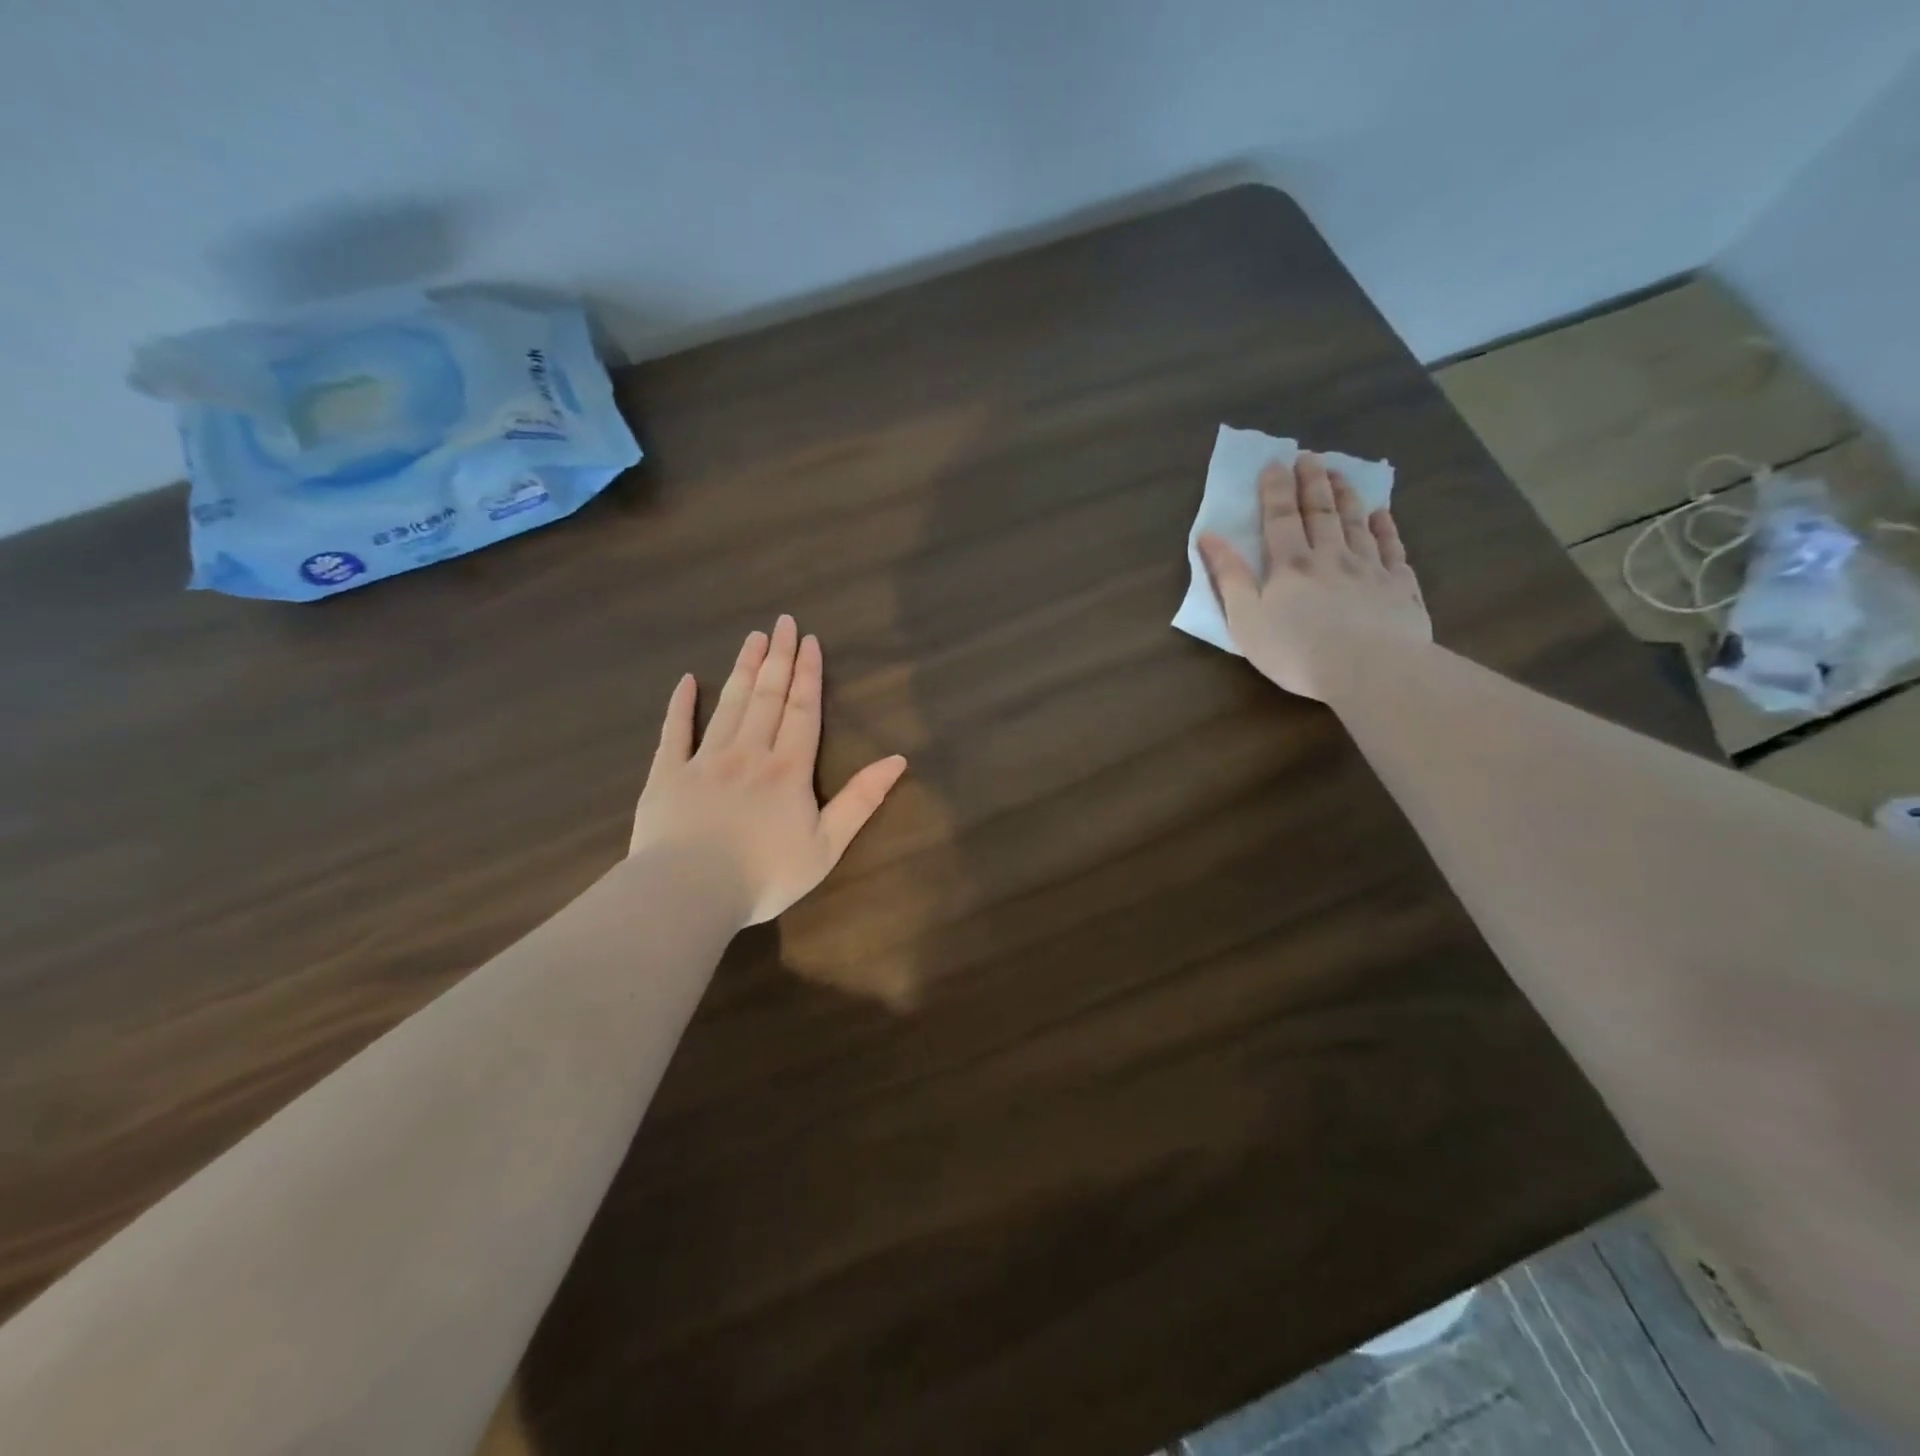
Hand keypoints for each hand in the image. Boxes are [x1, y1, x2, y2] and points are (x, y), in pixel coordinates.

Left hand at [630, 616, 907, 925]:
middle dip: (778, 657)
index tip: (809, 641)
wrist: (690, 891)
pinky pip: (676, 731)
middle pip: (767, 696)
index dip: (807, 674)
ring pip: (730, 704)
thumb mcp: (827, 846)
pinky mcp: (667, 774)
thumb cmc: (765, 874)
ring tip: (752, 638)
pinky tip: (688, 680)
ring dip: (744, 669)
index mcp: (788, 769)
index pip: (802, 710)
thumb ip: (861, 801)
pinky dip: (682, 704)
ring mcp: (705, 759)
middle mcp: (749, 752)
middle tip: (783, 622)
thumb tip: (898, 760)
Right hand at [1197, 452, 1430, 701]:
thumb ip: (1228, 577)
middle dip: (1312, 482)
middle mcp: (1331, 557)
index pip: (1280, 518)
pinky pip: (1392, 548)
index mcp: (1290, 565)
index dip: (1275, 490)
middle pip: (1321, 512)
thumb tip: (1208, 536)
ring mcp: (1370, 569)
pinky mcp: (1400, 587)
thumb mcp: (1246, 619)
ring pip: (1356, 523)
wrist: (1370, 670)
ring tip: (1341, 474)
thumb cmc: (1296, 650)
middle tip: (1310, 456)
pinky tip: (1382, 515)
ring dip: (1346, 496)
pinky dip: (1386, 528)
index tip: (1274, 463)